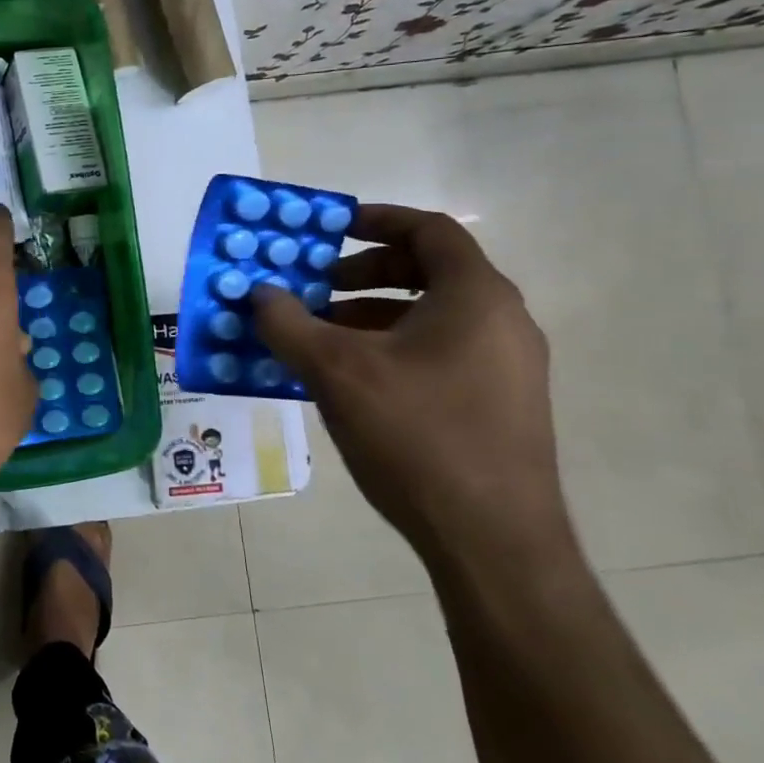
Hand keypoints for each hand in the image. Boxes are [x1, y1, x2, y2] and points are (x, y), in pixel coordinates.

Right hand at [252, 204, 572, 571]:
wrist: (492, 541)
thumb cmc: (417, 435)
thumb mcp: (336, 371)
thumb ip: (288, 324)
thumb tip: (257, 294)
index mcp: (476, 297)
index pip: (429, 231)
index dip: (376, 220)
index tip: (329, 228)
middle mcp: (501, 322)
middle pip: (429, 272)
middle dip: (363, 273)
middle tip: (314, 288)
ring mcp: (506, 367)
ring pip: (431, 316)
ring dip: (371, 313)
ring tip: (320, 337)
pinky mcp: (499, 405)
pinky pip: (439, 352)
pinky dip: (391, 348)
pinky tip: (349, 380)